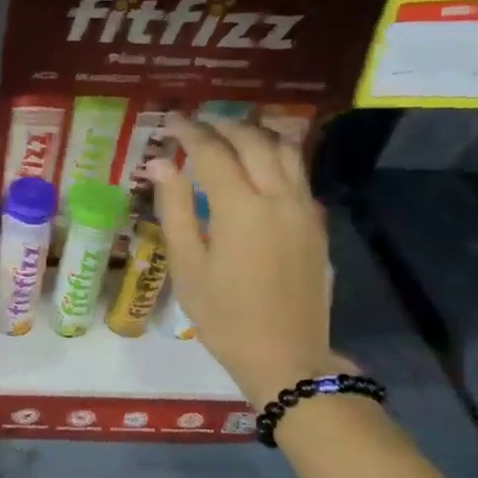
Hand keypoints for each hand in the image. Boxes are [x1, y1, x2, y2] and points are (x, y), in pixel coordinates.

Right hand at [148, 118, 343, 403]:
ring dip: (256, 133)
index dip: (189, 132)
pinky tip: (260, 165)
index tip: (170, 122)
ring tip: (230, 132)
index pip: (213, 152)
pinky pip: (299, 173)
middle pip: (253, 141)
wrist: (286, 355)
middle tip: (196, 125)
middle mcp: (278, 198)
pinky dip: (277, 155)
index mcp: (240, 209)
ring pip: (285, 150)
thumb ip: (175, 210)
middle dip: (222, 126)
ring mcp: (304, 209)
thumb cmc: (224, 317)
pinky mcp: (317, 224)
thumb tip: (160, 165)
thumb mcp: (188, 267)